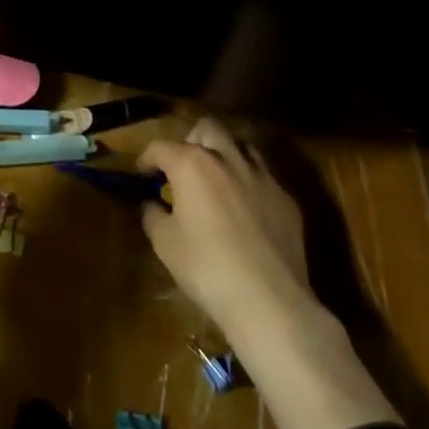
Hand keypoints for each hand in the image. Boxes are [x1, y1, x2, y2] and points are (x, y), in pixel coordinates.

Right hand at [139, 117, 310, 329]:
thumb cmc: (207, 268)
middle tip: (183, 168)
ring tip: (217, 181)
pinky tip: (245, 210)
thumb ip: (153, 215)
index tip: (142, 174)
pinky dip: (248, 183)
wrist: (269, 299)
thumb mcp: (165, 244)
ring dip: (224, 155)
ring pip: (240, 145)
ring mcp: (262, 175)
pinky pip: (263, 176)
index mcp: (192, 164)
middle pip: (207, 128)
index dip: (147, 158)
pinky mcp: (286, 197)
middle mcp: (227, 159)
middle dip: (191, 141)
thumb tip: (152, 204)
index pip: (161, 147)